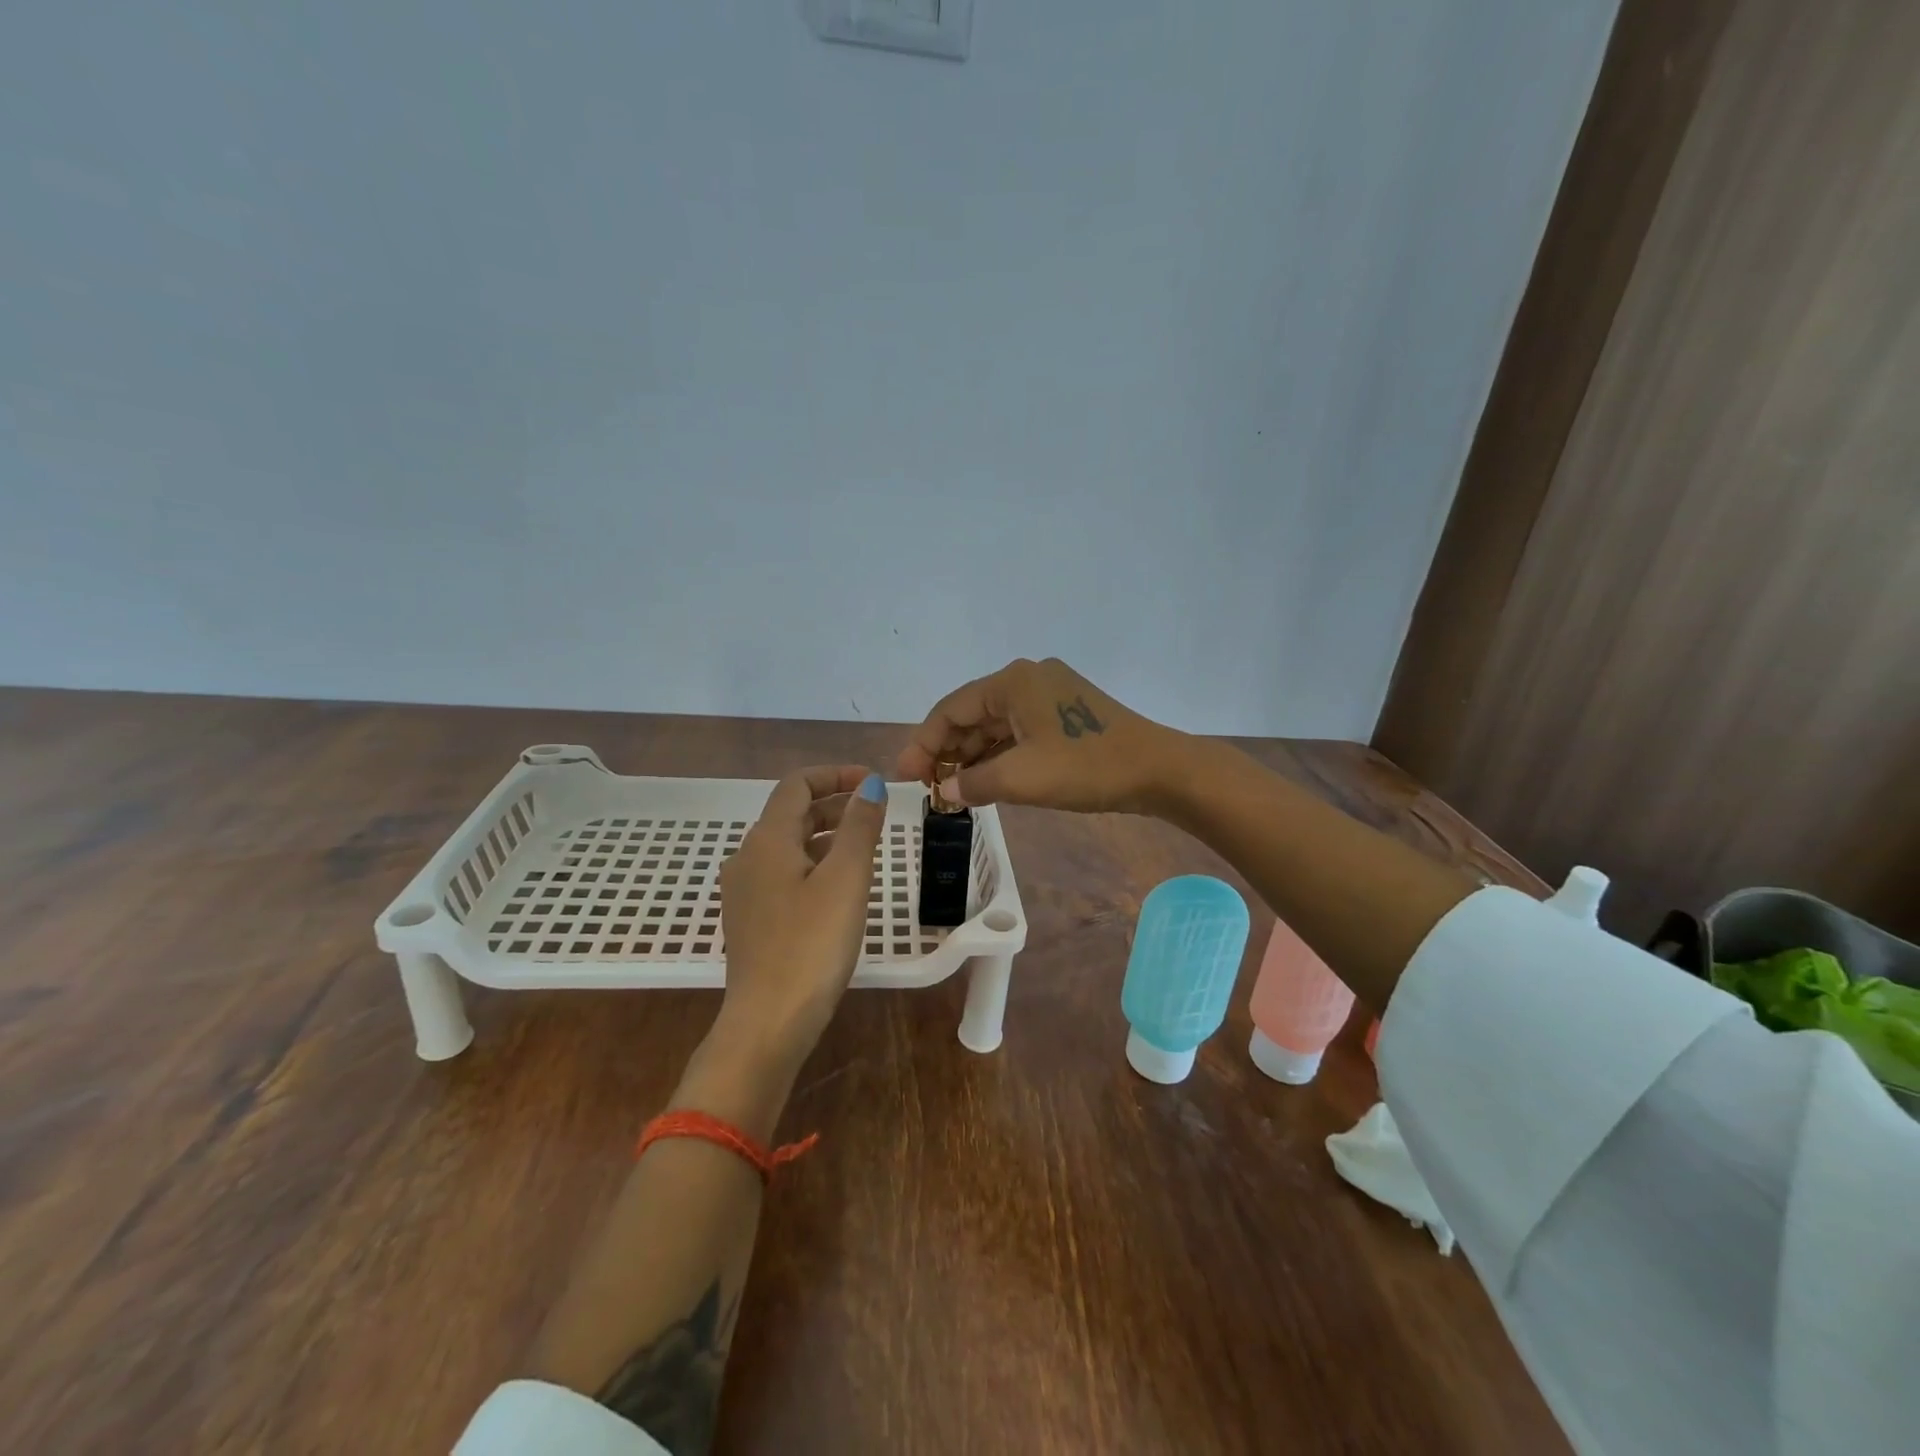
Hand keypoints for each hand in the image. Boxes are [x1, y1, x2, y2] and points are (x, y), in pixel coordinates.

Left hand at [712, 765, 886, 1071]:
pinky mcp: (750, 918)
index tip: (872, 782)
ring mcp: (745, 890)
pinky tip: (839, 886)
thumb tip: (869, 784)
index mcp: (767, 839)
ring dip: (826, 834)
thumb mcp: (846, 879)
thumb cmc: (811, 945)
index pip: (797, 784)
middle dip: (834, 804)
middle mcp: (747, 857)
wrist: (767, 1023)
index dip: (835, 774)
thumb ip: (860, 826)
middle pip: (791, 813)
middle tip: (877, 812)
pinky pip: (784, 873)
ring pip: (789, 845)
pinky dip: (814, 863)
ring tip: (865, 846)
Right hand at [896, 657, 1183, 814]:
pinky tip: (985, 780)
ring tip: (951, 788)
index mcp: (1013, 681)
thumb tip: (944, 791)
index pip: (951, 709)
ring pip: (995, 725)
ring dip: (972, 755)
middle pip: (972, 714)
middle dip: (947, 750)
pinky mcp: (1064, 713)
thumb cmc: (1086, 767)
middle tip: (926, 786)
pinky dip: (999, 755)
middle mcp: (1027, 679)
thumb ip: (974, 782)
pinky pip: (1018, 731)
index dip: (923, 743)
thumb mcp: (1022, 778)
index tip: (905, 777)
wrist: (1158, 770)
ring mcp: (1049, 694)